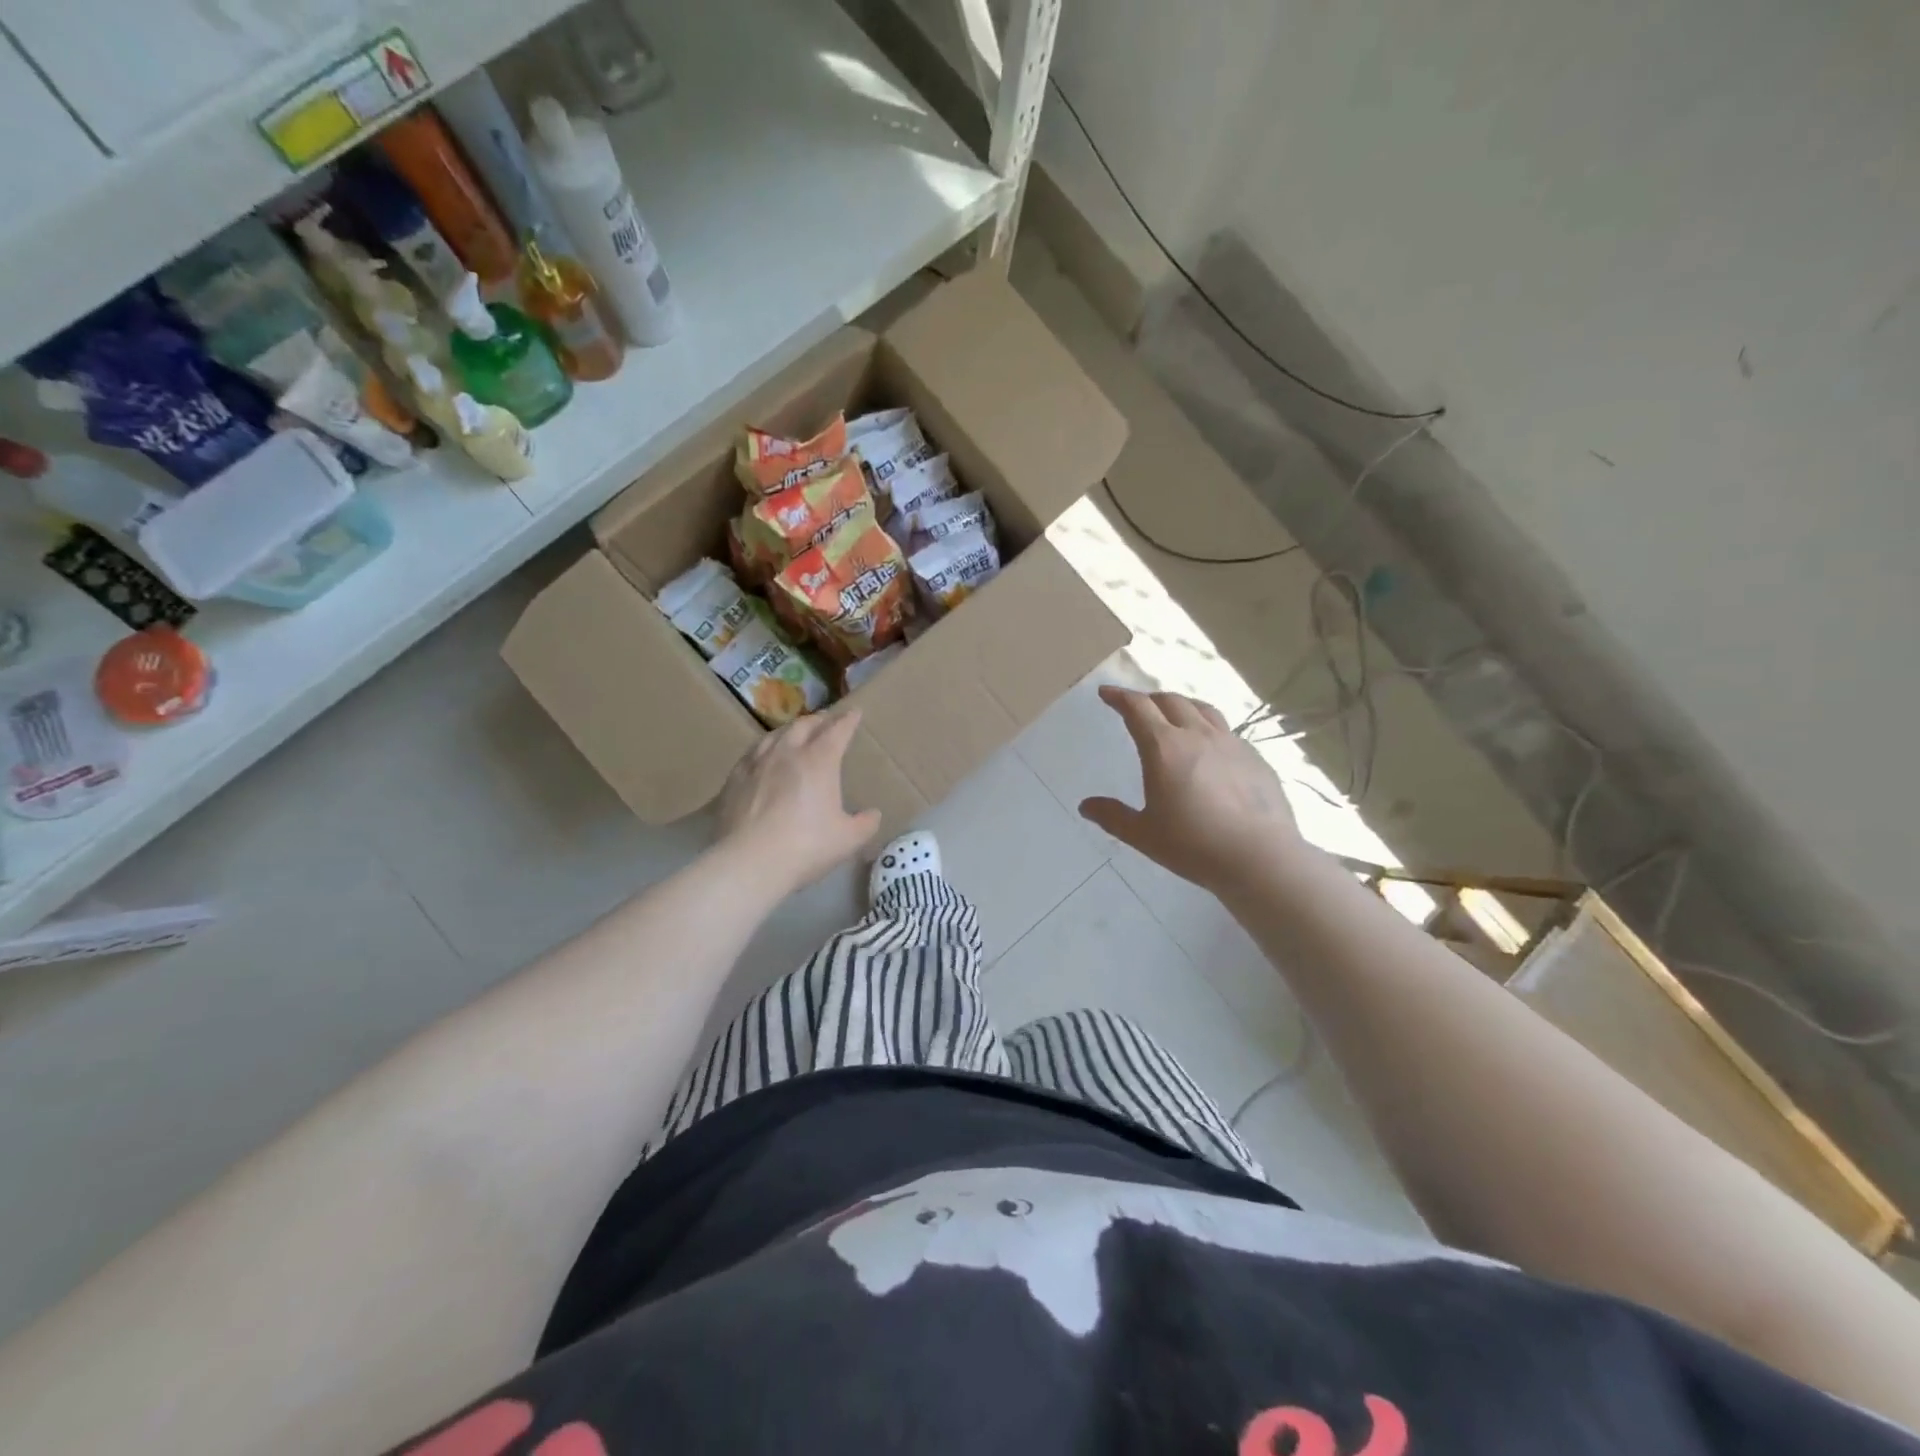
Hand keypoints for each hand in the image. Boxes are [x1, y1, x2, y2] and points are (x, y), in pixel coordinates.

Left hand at [717, 709, 881, 892]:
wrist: (749, 862)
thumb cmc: (806, 847)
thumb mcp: (848, 839)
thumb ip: (865, 824)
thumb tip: (873, 815)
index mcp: (818, 761)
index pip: (837, 731)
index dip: (848, 720)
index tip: (854, 713)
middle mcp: (786, 753)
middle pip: (803, 725)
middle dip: (818, 720)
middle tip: (826, 720)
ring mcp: (756, 764)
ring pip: (774, 735)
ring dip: (790, 730)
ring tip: (795, 733)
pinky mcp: (733, 780)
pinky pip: (752, 754)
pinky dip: (764, 749)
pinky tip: (763, 757)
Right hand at [1080, 686, 1302, 891]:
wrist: (1259, 857)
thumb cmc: (1193, 845)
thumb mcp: (1143, 834)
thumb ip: (1113, 816)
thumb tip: (1086, 806)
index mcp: (1164, 748)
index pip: (1137, 708)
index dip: (1119, 697)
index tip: (1106, 692)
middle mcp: (1197, 735)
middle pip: (1170, 701)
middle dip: (1149, 698)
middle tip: (1137, 706)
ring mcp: (1230, 743)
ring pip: (1202, 709)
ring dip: (1181, 704)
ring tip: (1174, 713)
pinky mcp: (1254, 757)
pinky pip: (1226, 730)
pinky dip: (1208, 727)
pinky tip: (1209, 747)